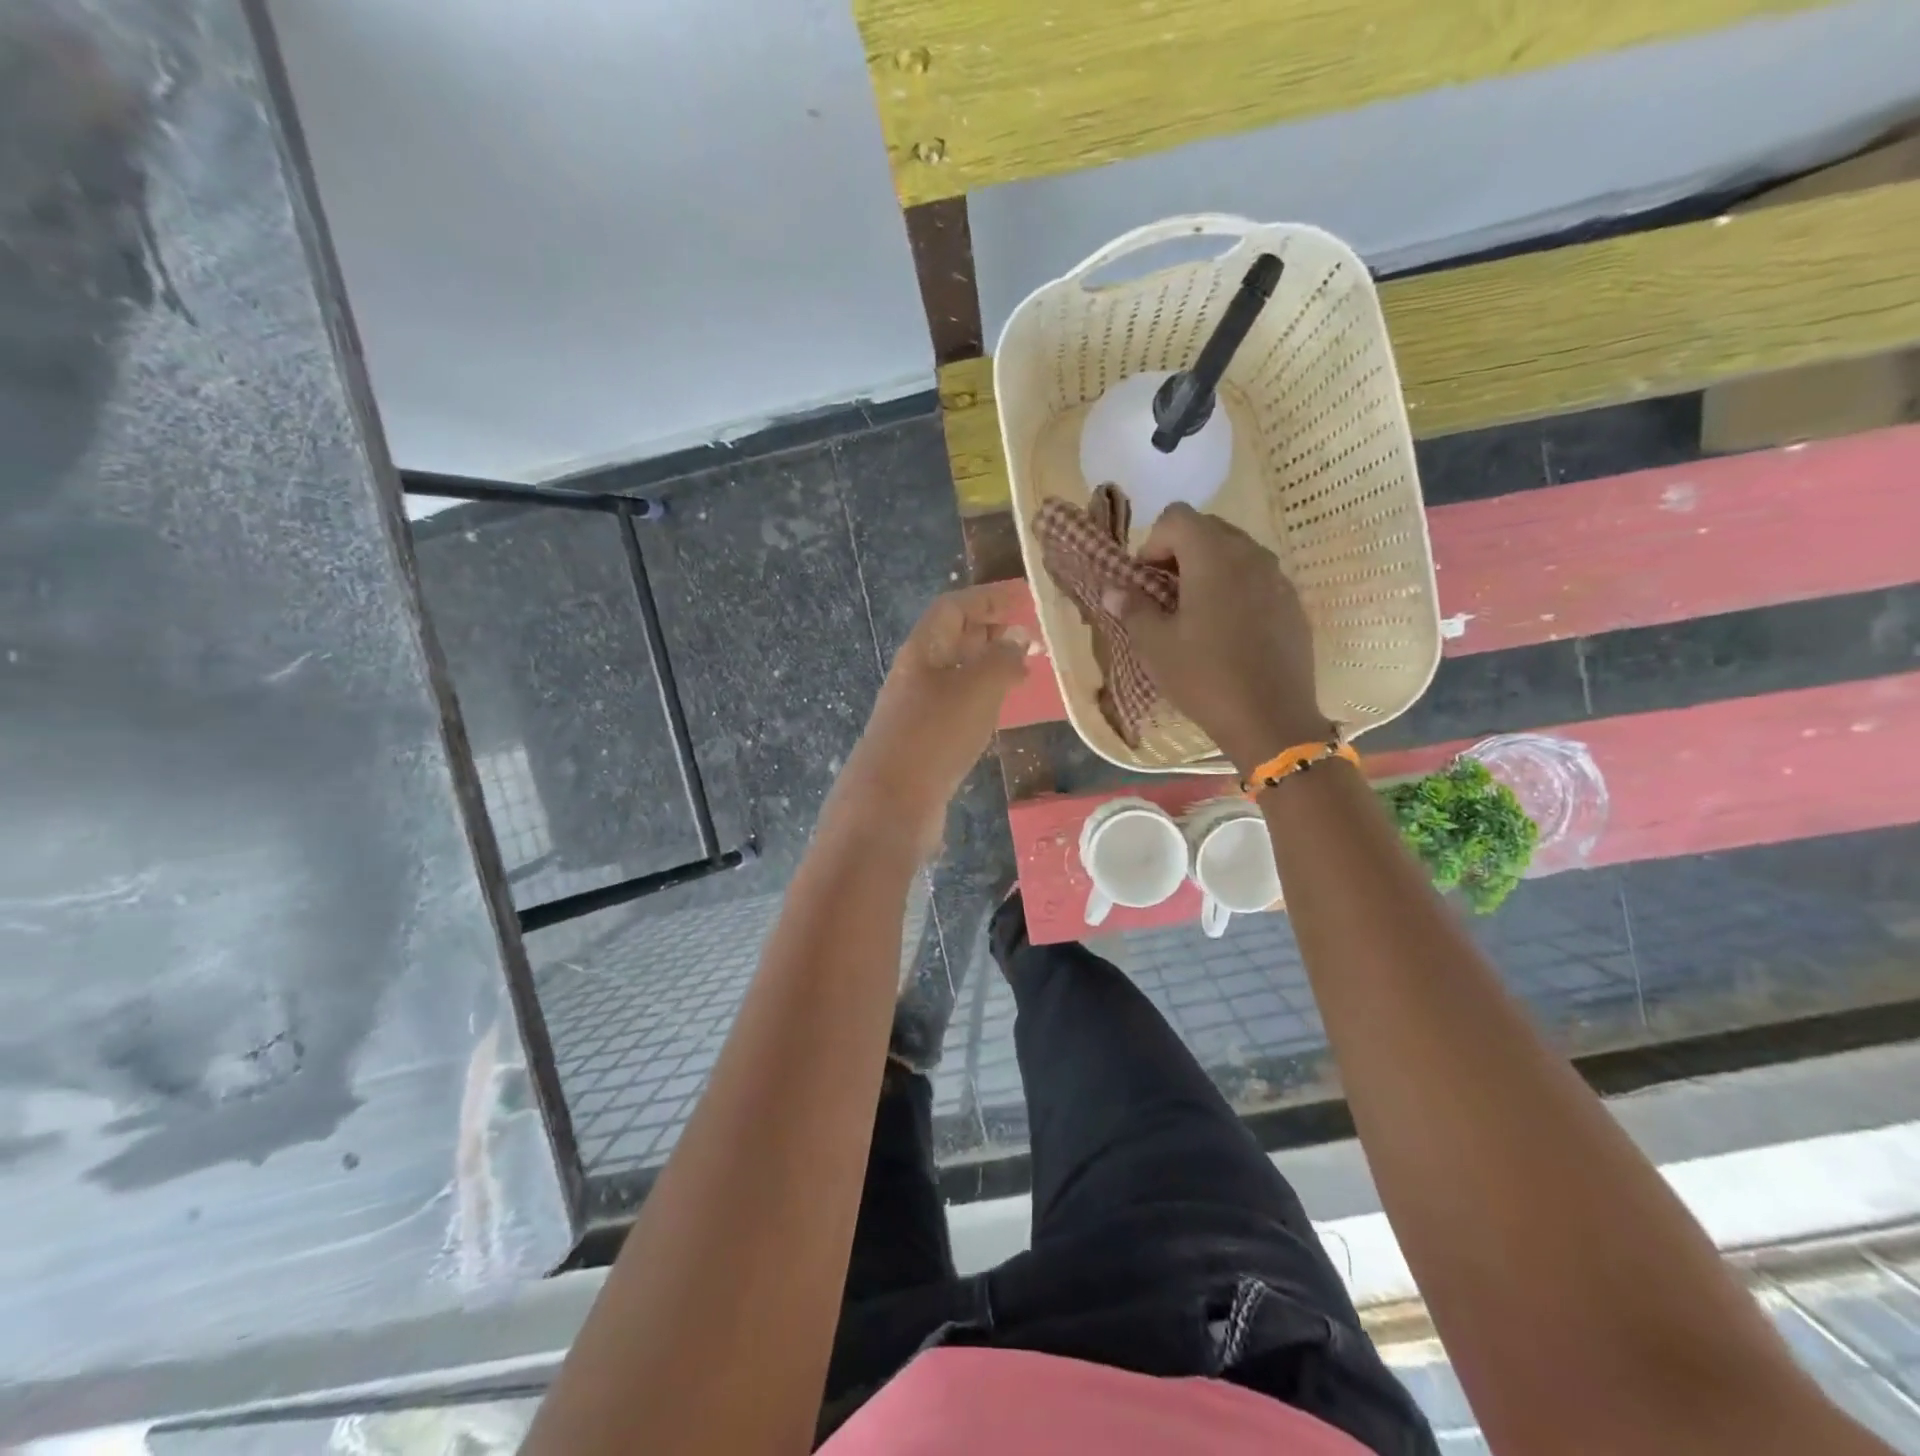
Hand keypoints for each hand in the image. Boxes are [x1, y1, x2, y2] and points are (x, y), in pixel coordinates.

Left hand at [824, 582, 1032, 860]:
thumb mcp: (977, 688)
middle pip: (952, 639)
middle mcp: (916, 673)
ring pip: (957, 674)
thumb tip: (1017, 639)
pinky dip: (982, 699)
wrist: (891, 803)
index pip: (954, 607)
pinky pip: (957, 706)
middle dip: (990, 631)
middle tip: (1029, 636)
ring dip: (988, 667)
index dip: (987, 597)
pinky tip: (999, 711)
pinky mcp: (924, 741)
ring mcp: (917, 709)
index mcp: (923, 649)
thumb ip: (1002, 659)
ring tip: (1024, 671)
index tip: (1023, 597)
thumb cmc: (935, 734)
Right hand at [1105, 504, 1327, 773]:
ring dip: (1208, 570)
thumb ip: (1132, 608)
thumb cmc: (1204, 677)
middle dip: (1179, 552)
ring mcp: (1278, 578)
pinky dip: (1235, 589)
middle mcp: (1250, 554)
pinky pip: (1257, 579)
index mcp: (1213, 556)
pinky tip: (1227, 632)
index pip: (1177, 517)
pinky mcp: (1293, 603)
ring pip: (1236, 553)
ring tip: (1194, 613)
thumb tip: (1113, 590)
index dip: (1153, 542)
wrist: (1271, 719)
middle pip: (1208, 529)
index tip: (1145, 581)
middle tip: (1164, 595)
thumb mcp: (1155, 646)